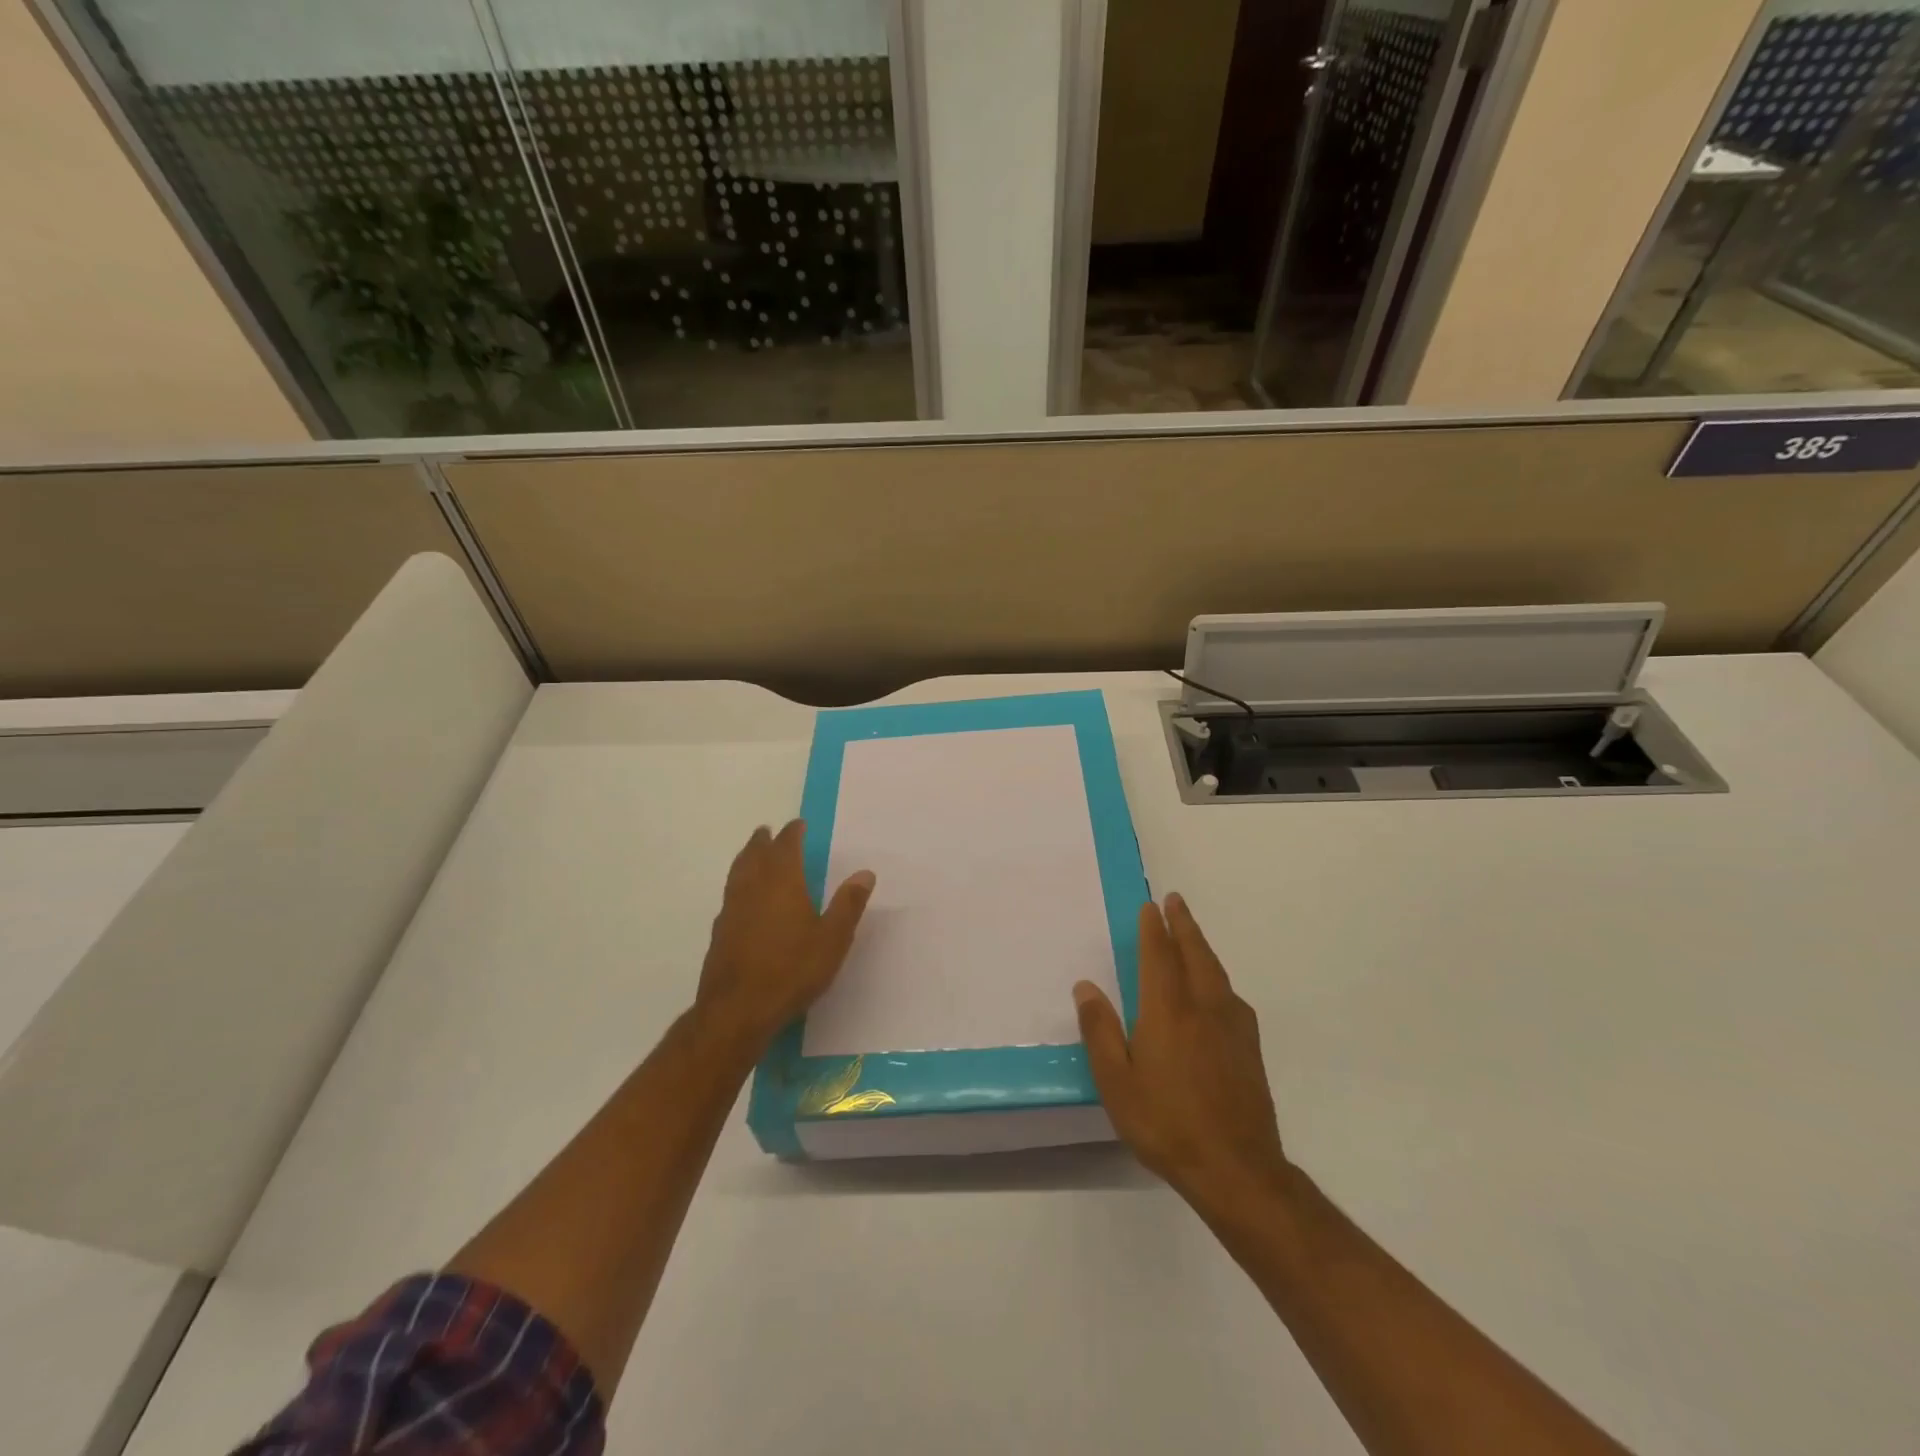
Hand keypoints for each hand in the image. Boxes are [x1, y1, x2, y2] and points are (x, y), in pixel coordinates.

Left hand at [695, 820, 874, 1050]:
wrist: (737, 1009)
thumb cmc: (791, 970)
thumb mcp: (832, 939)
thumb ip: (848, 904)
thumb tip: (865, 873)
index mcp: (782, 882)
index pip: (786, 846)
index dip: (792, 833)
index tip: (798, 824)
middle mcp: (753, 887)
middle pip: (755, 854)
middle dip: (763, 841)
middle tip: (767, 832)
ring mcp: (732, 909)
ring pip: (737, 873)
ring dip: (746, 858)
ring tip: (751, 854)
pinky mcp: (720, 932)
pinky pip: (730, 895)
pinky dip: (738, 885)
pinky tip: (742, 898)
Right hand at [1073, 893, 1289, 1210]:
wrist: (1237, 1169)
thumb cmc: (1166, 1124)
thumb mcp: (1116, 1082)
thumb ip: (1100, 1031)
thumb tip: (1085, 986)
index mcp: (1168, 1010)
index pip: (1160, 956)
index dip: (1154, 929)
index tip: (1150, 906)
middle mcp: (1204, 1007)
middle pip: (1195, 953)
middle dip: (1183, 924)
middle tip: (1175, 901)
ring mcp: (1232, 1026)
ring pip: (1216, 971)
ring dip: (1201, 946)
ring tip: (1191, 935)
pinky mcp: (1250, 1048)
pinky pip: (1230, 995)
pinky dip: (1217, 976)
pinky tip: (1215, 989)